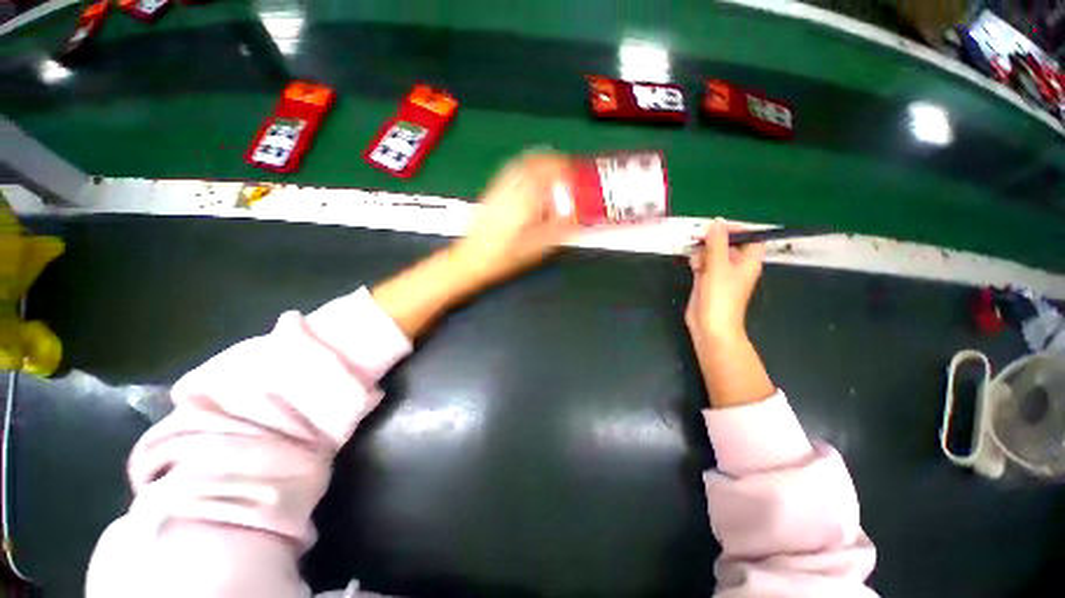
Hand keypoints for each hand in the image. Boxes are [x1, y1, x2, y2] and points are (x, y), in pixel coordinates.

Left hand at [373, 152, 574, 339]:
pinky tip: (531, 181)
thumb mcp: (537, 248)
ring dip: (540, 163)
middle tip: (567, 172)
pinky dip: (526, 169)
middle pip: (534, 161)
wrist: (471, 259)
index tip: (575, 174)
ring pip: (522, 163)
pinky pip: (511, 171)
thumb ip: (558, 229)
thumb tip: (577, 217)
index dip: (564, 168)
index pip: (547, 170)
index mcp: (524, 199)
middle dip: (554, 162)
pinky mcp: (491, 192)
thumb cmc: (504, 257)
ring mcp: (498, 187)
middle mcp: (510, 187)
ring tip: (553, 174)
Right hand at [685, 220, 765, 343]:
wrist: (710, 325)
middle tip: (701, 242)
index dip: (737, 230)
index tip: (718, 227)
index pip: (750, 238)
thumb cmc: (720, 296)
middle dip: (714, 241)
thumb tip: (716, 223)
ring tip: (697, 260)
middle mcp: (736, 266)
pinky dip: (698, 263)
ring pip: (712, 254)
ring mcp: (720, 274)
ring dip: (703, 252)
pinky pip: (703, 265)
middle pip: (728, 245)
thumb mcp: (718, 266)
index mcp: (748, 262)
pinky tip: (693, 267)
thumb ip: (716, 243)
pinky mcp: (706, 282)